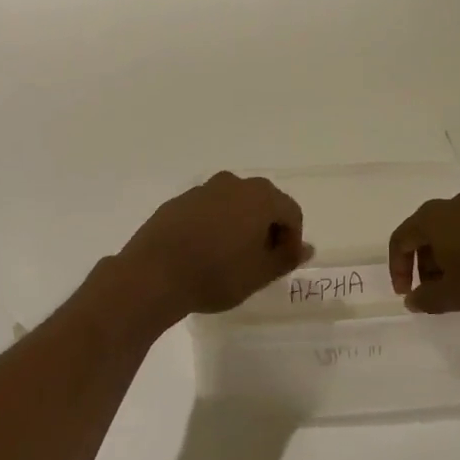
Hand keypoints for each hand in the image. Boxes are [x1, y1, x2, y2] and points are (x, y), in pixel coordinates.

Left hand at [116, 172, 310, 322]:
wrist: (153, 274)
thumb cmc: (215, 275)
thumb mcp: (259, 274)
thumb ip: (286, 258)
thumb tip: (306, 248)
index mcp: (260, 197)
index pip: (291, 212)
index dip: (292, 239)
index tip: (282, 264)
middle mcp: (233, 184)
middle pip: (263, 202)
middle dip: (267, 228)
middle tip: (261, 260)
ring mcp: (202, 190)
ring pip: (234, 204)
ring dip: (240, 225)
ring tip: (232, 257)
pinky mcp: (178, 201)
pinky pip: (208, 209)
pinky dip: (215, 225)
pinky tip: (205, 251)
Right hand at [388, 192, 459, 329]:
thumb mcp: (451, 297)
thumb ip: (425, 298)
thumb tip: (414, 299)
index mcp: (433, 218)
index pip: (401, 240)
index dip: (398, 269)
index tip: (406, 294)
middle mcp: (455, 205)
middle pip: (426, 234)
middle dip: (424, 264)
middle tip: (432, 292)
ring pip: (453, 233)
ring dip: (448, 259)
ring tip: (459, 288)